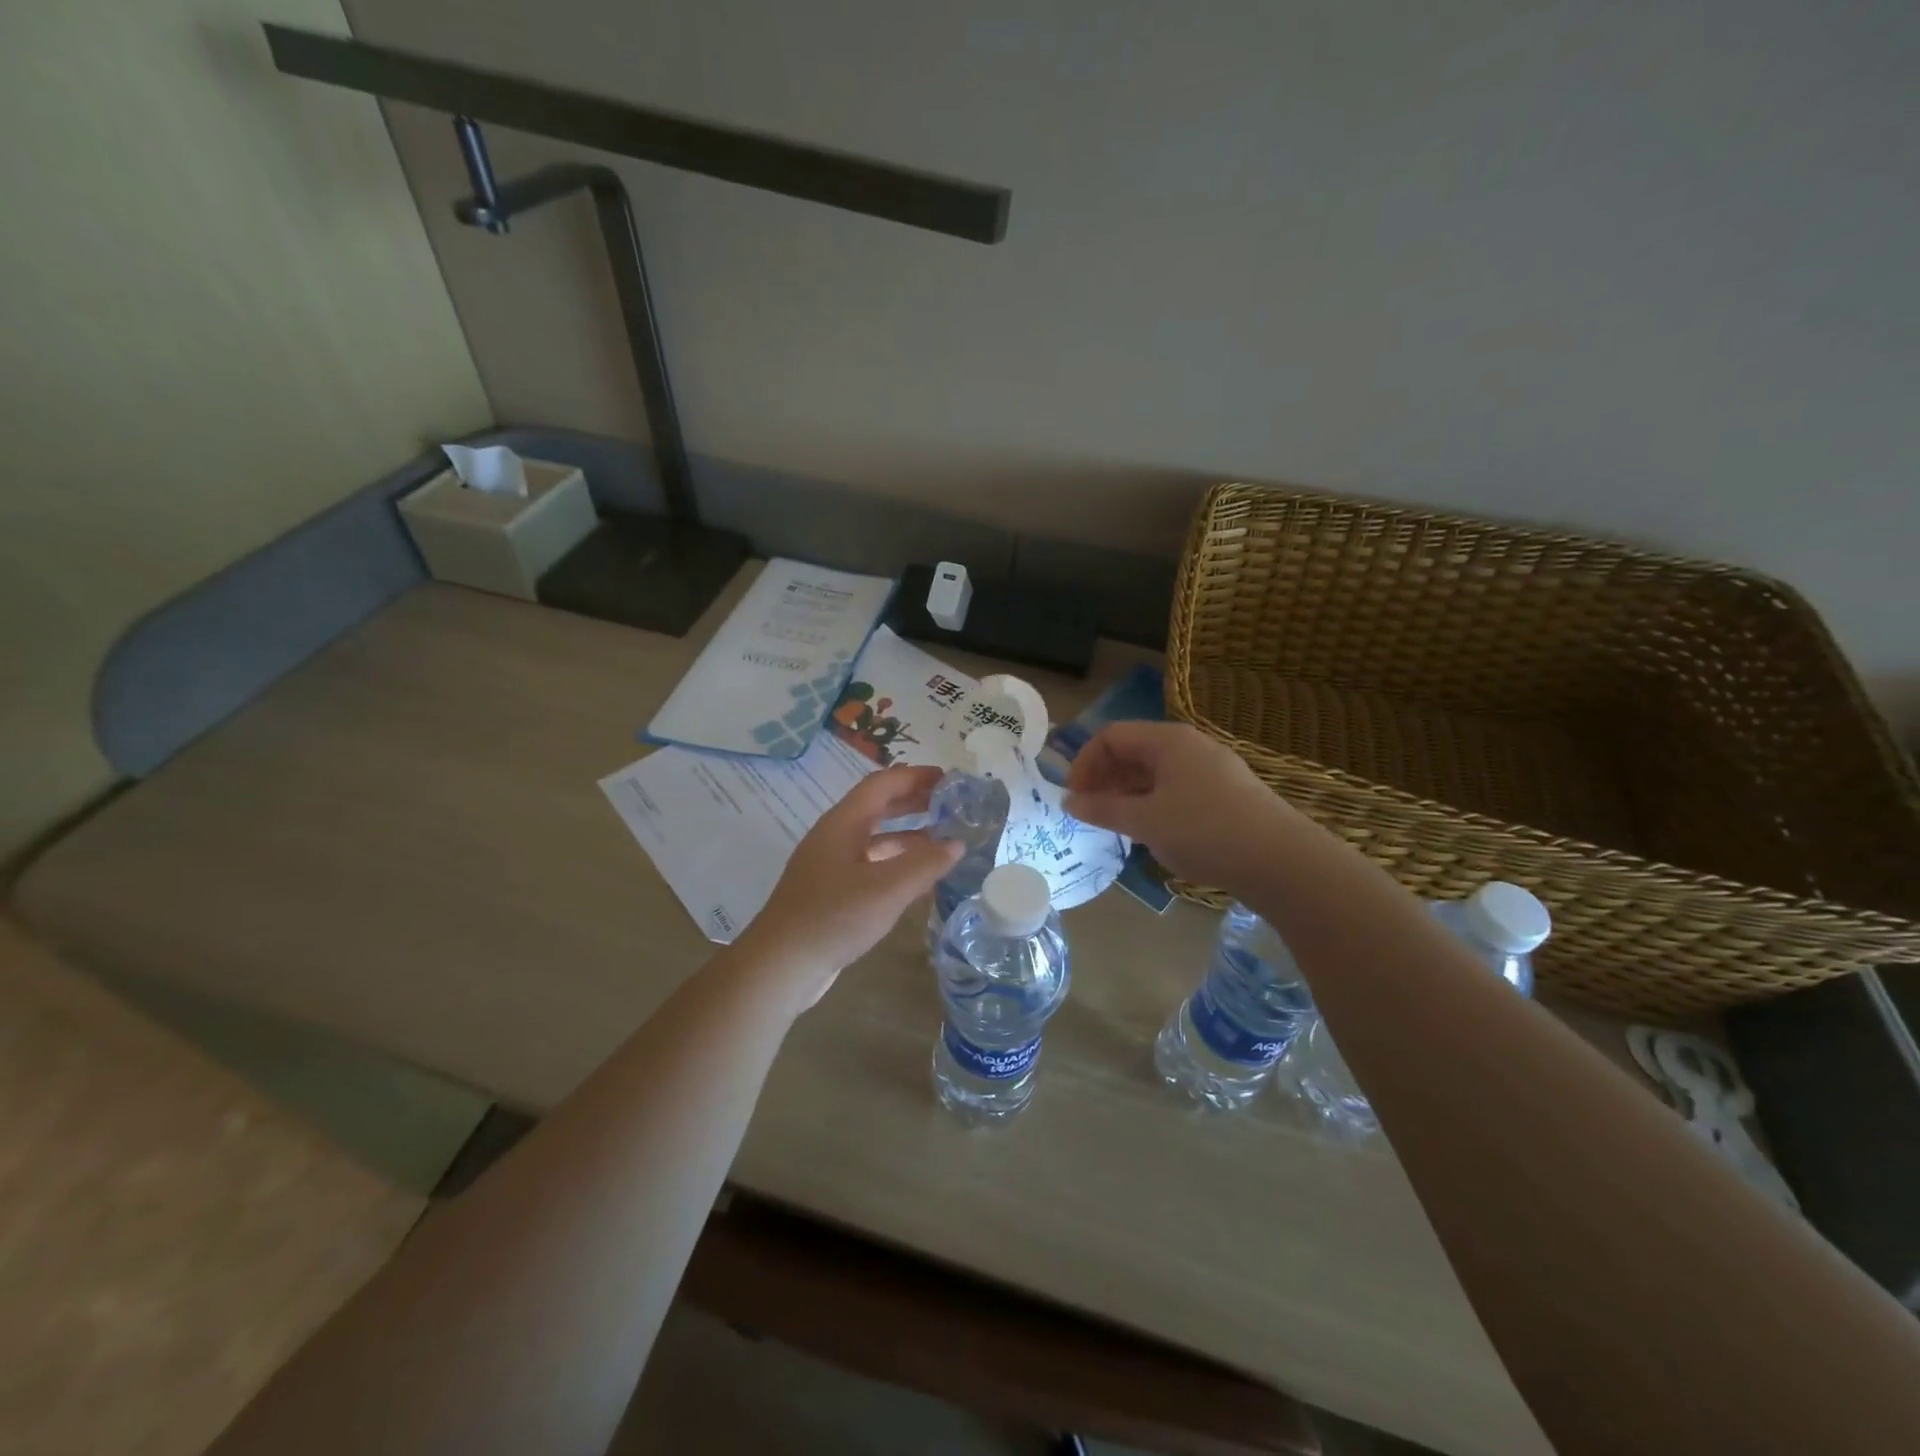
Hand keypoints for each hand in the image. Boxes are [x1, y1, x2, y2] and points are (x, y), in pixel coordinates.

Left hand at [732, 766, 961, 1012]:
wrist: (781, 965)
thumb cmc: (833, 917)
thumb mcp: (887, 889)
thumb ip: (925, 864)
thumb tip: (956, 843)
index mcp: (843, 823)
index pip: (882, 784)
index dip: (915, 776)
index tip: (949, 779)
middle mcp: (835, 836)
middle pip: (878, 807)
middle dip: (914, 802)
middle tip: (951, 805)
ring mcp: (831, 865)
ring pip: (875, 838)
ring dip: (909, 834)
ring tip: (944, 841)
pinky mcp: (832, 891)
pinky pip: (871, 864)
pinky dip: (897, 862)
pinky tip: (919, 878)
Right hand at [1064, 721, 1297, 894]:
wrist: (1281, 860)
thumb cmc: (1204, 831)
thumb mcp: (1145, 821)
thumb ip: (1103, 809)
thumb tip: (1069, 801)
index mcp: (1168, 740)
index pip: (1111, 736)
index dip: (1084, 763)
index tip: (1073, 797)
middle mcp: (1190, 747)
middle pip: (1134, 751)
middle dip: (1105, 779)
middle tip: (1090, 813)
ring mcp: (1211, 770)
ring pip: (1155, 773)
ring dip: (1128, 794)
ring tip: (1116, 825)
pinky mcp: (1226, 795)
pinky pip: (1176, 789)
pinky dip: (1153, 804)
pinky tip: (1152, 833)